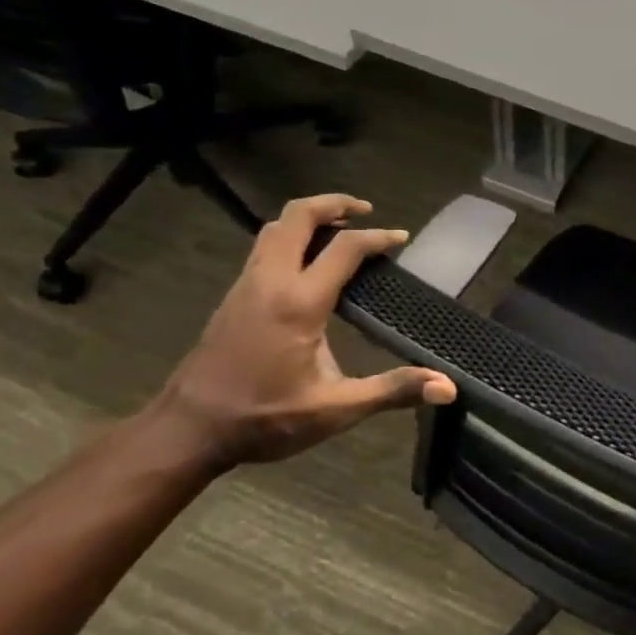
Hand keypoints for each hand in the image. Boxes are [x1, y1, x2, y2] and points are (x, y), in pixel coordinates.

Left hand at [153, 194, 455, 468]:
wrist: (188, 430)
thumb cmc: (264, 419)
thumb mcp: (335, 409)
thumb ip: (391, 391)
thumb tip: (447, 388)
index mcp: (299, 303)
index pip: (344, 248)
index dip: (378, 238)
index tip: (402, 238)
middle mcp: (270, 282)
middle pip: (298, 217)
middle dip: (334, 204)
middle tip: (366, 210)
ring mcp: (246, 286)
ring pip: (275, 228)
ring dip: (308, 218)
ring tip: (339, 229)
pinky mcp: (233, 297)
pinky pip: (264, 248)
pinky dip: (291, 238)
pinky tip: (307, 264)